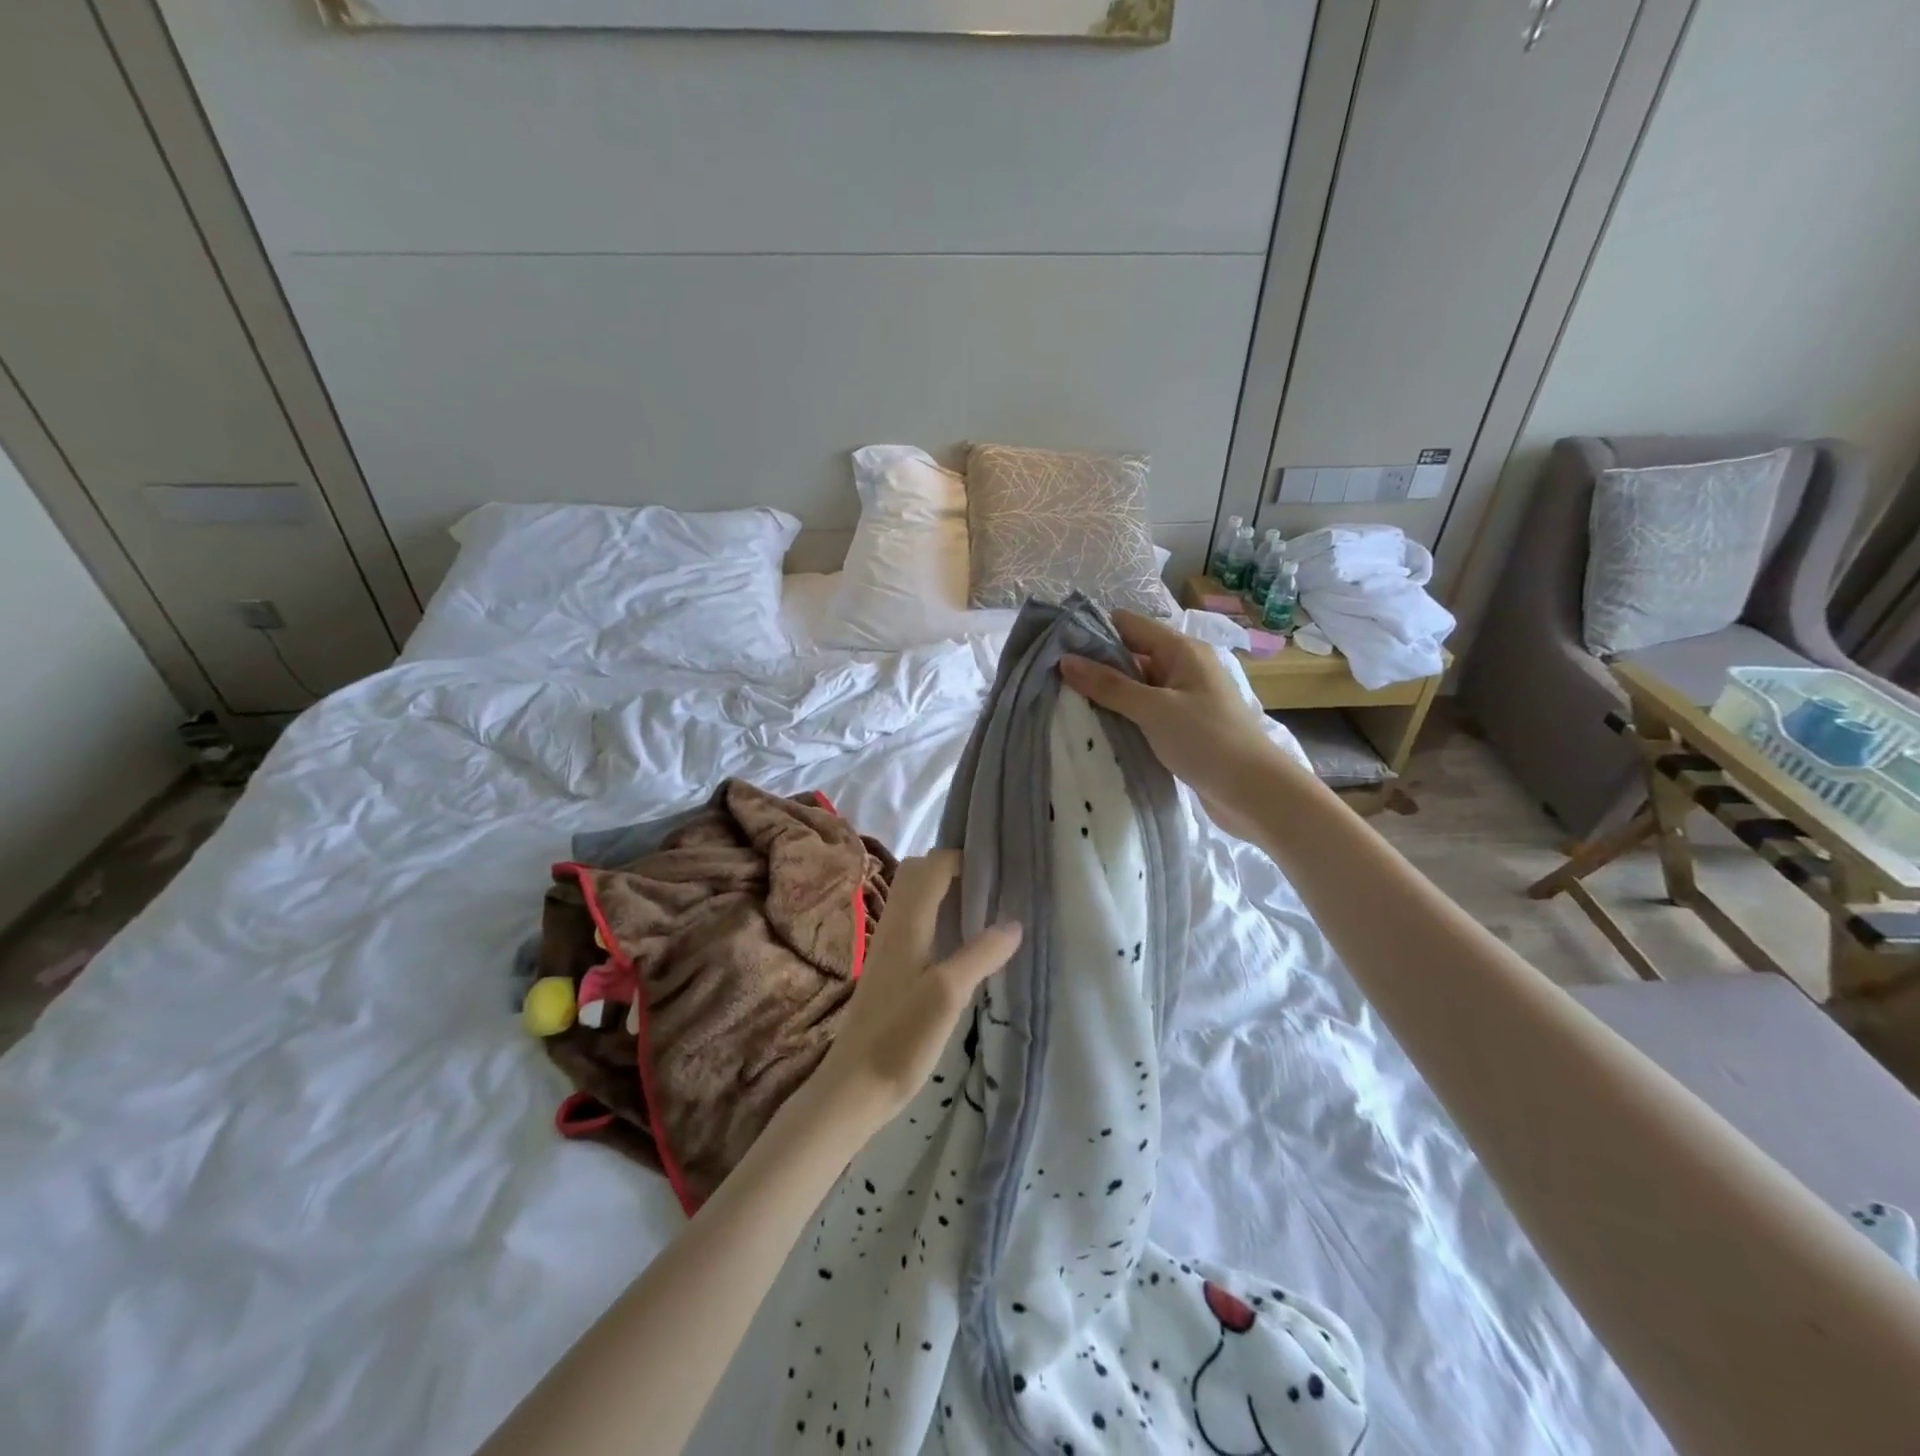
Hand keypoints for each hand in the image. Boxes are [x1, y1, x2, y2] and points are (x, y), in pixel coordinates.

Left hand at [811, 853, 1020, 1132]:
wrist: (854, 1085)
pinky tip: (960, 944)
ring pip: (914, 898)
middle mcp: (893, 925)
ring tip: (983, 910)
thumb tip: (1014, 922)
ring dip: (945, 892)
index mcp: (906, 922)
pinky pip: (914, 922)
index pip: (932, 866)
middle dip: (953, 869)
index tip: (1000, 872)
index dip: (964, 860)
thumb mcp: (949, 994)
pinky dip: (937, 916)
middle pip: (918, 874)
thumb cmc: (901, 1037)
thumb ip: (980, 954)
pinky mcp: (889, 968)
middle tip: (991, 888)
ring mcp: (888, 946)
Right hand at [1059, 610, 1304, 838]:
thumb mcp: (1153, 709)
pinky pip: (1145, 712)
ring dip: (1109, 695)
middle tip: (1054, 681)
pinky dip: (1124, 716)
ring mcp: (1184, 698)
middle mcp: (1183, 667)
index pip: (1129, 625)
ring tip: (1067, 705)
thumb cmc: (1207, 740)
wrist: (1255, 792)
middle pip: (1131, 655)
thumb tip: (1066, 661)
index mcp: (1181, 650)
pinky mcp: (1183, 726)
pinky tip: (1098, 728)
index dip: (1094, 631)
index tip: (1056, 647)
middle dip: (1096, 666)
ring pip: (1137, 687)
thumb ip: (1109, 685)